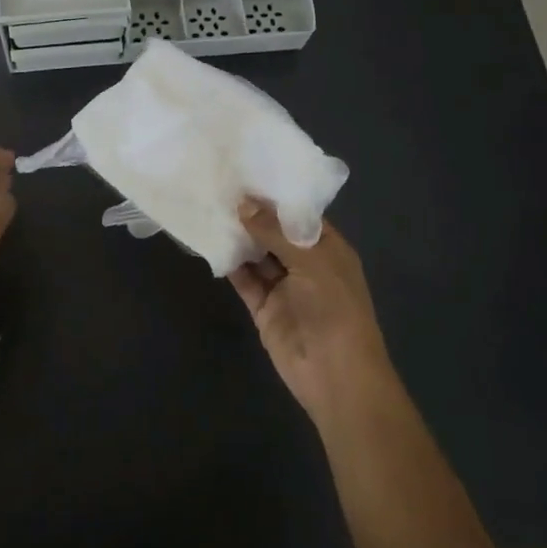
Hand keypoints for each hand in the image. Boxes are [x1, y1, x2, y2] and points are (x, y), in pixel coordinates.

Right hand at [231, 201, 398, 426]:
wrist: (336, 375)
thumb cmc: (335, 308)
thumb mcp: (311, 260)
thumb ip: (275, 232)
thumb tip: (243, 203)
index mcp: (327, 248)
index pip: (299, 214)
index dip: (275, 196)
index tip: (246, 171)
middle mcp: (306, 263)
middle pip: (275, 233)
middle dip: (252, 214)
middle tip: (220, 184)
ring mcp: (284, 287)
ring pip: (257, 255)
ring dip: (238, 236)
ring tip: (210, 206)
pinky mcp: (264, 308)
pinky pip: (245, 280)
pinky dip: (230, 264)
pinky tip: (210, 242)